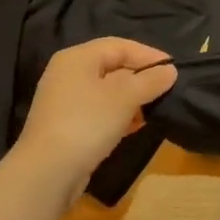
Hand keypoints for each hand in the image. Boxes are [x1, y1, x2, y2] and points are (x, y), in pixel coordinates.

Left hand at [12, 38, 176, 196]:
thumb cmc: (87, 123)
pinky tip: (136, 126)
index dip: (148, 54)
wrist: (47, 174)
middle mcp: (68, 75)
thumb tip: (170, 71)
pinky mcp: (66, 127)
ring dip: (132, 99)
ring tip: (154, 109)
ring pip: (107, 92)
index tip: (173, 68)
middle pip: (113, 67)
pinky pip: (99, 112)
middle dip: (141, 78)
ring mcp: (65, 102)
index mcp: (77, 58)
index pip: (119, 46)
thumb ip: (150, 80)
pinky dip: (119, 115)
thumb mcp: (126, 97)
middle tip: (166, 89)